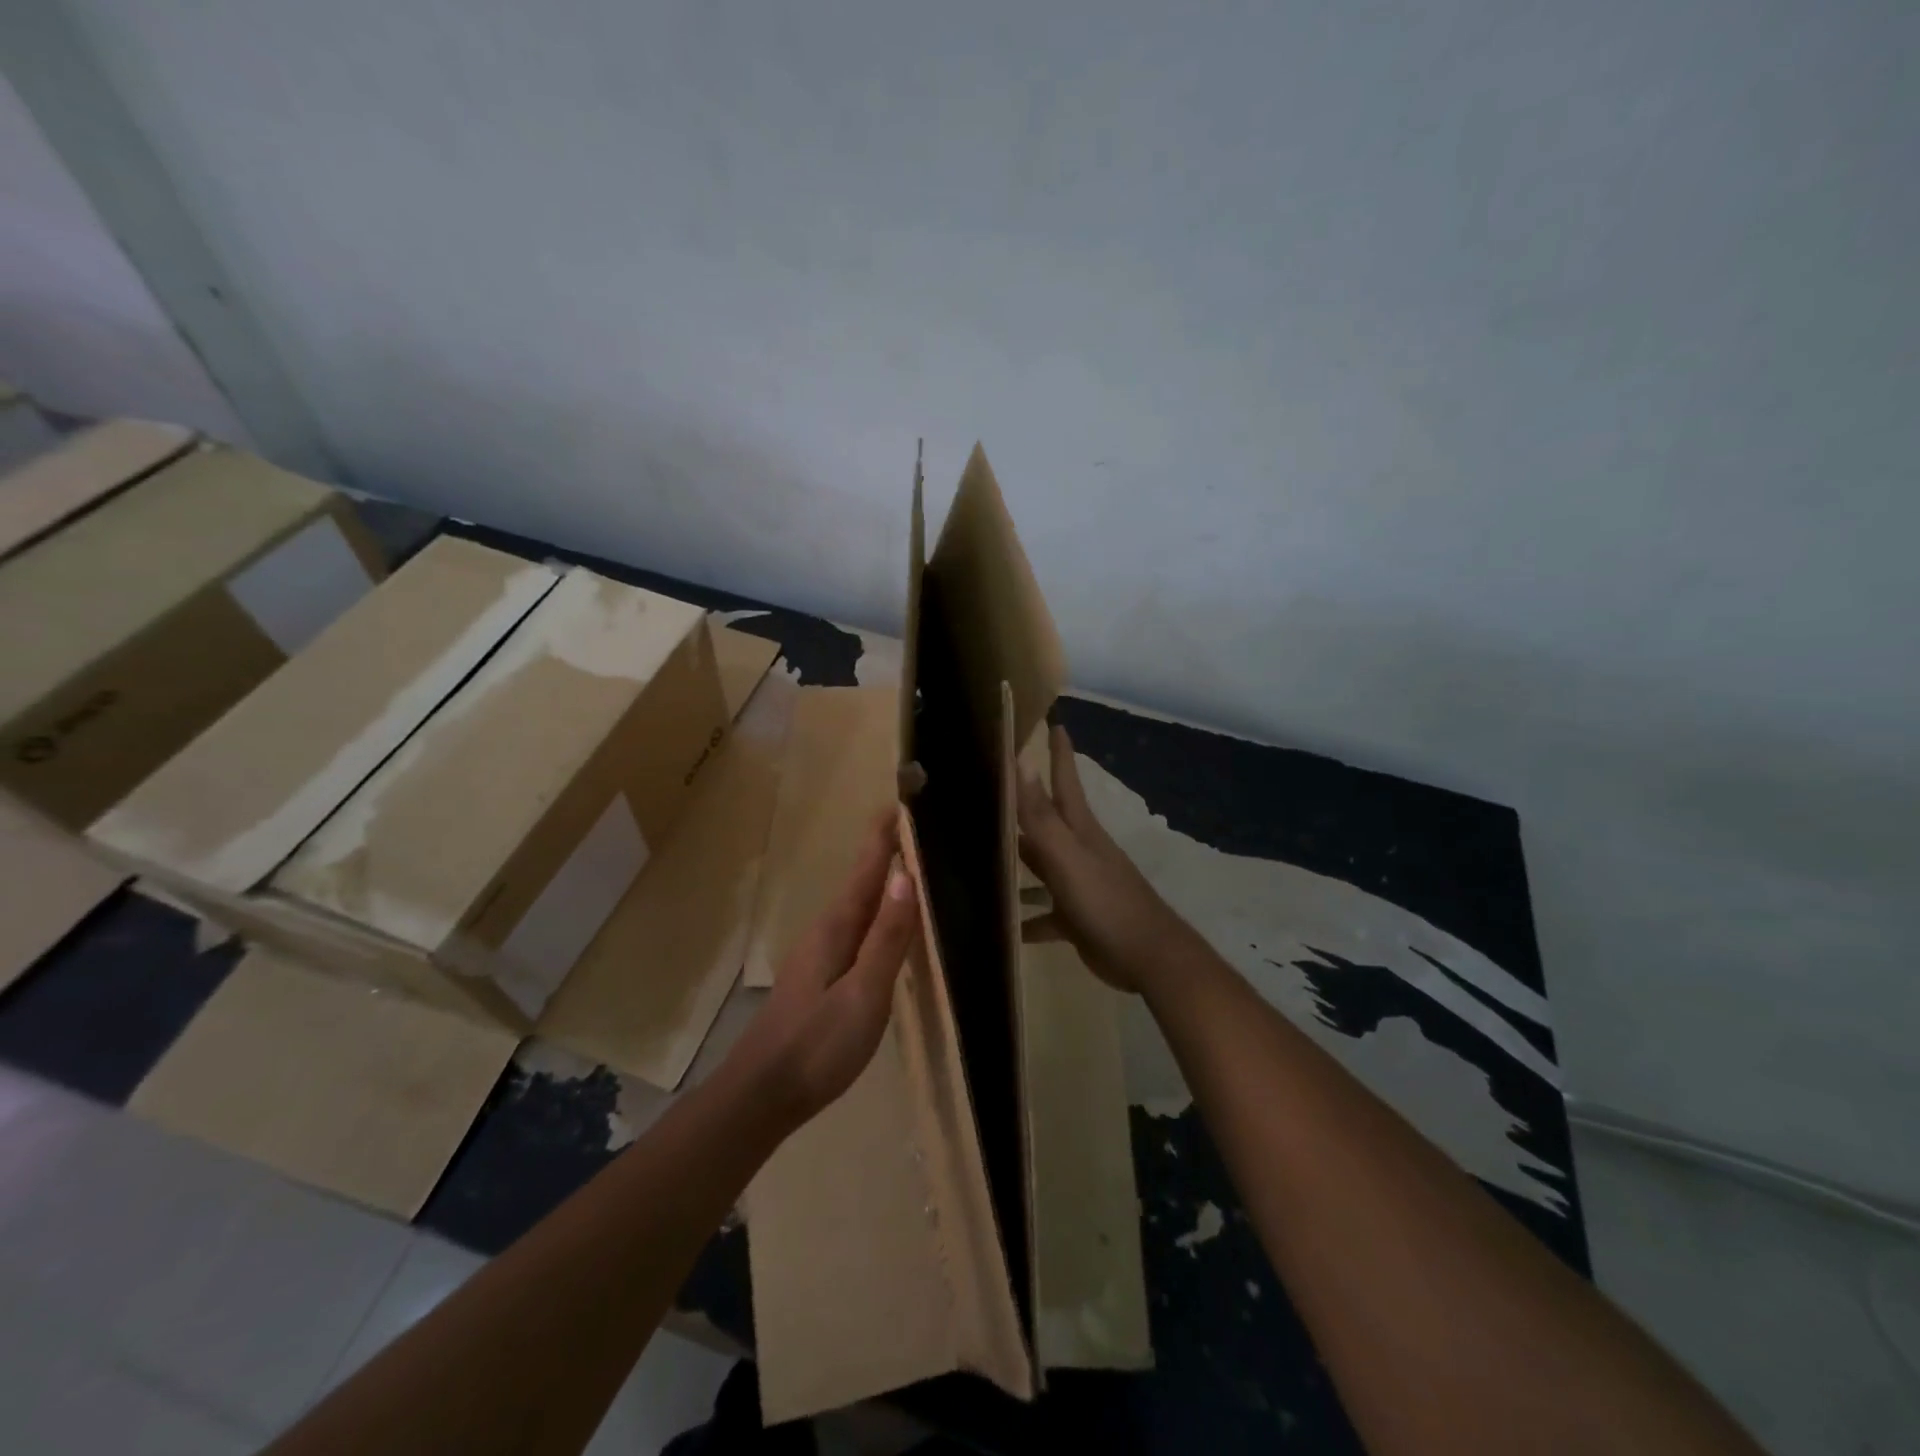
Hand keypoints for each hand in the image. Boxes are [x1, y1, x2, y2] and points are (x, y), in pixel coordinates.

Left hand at [731, 810, 918, 1123]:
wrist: (762, 1094)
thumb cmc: (817, 1045)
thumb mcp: (863, 994)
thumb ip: (887, 938)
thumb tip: (906, 876)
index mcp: (837, 927)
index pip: (866, 868)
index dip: (884, 835)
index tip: (902, 800)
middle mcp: (827, 930)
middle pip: (862, 881)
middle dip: (887, 851)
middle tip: (918, 827)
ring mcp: (821, 954)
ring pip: (859, 905)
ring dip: (883, 880)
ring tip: (912, 865)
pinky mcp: (822, 976)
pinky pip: (858, 929)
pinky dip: (878, 912)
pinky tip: (889, 925)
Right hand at [1017, 725, 1194, 995]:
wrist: (1148, 958)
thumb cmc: (1106, 901)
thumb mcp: (1068, 856)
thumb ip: (1041, 815)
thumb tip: (1020, 762)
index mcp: (1079, 830)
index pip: (1065, 781)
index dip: (1059, 753)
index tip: (1054, 723)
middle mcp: (1077, 851)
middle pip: (1045, 821)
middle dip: (1022, 805)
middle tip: (991, 789)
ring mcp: (1078, 884)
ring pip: (1040, 866)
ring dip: (1016, 862)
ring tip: (980, 858)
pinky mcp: (1076, 918)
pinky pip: (1043, 914)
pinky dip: (1025, 917)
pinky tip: (1002, 925)